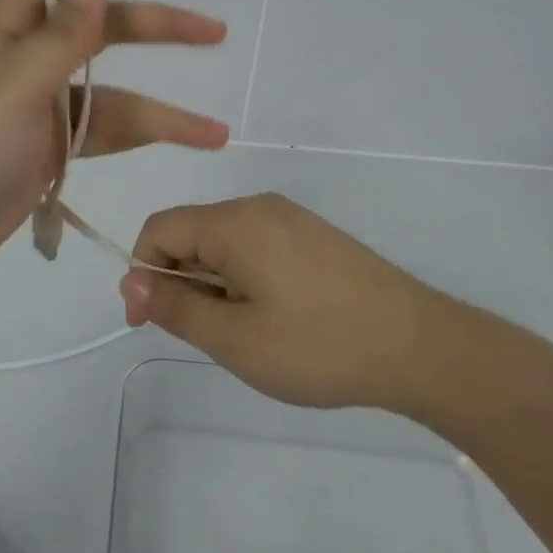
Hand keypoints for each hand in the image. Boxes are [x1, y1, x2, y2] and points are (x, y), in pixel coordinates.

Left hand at [0, 0, 229, 290]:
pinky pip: (102, 132)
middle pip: (102, 29)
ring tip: (215, 131)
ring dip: (161, 111)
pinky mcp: (48, 147)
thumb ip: (60, 37)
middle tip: (214, 31)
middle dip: (157, 28)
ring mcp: (39, 105)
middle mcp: (26, 57)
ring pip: (112, 93)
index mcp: (6, 27)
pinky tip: (177, 147)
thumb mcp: (13, 86)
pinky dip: (138, 139)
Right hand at [122, 193, 468, 415]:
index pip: (160, 228)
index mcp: (234, 222)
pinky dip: (244, 279)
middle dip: (181, 281)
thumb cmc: (319, 345)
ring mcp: (291, 219)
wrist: (420, 346)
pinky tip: (275, 319)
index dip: (142, 272)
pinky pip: (257, 247)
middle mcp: (259, 207)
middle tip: (207, 338)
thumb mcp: (236, 339)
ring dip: (214, 284)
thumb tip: (132, 282)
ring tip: (245, 334)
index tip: (150, 323)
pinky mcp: (314, 237)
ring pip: (225, 243)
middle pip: (192, 232)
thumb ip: (176, 308)